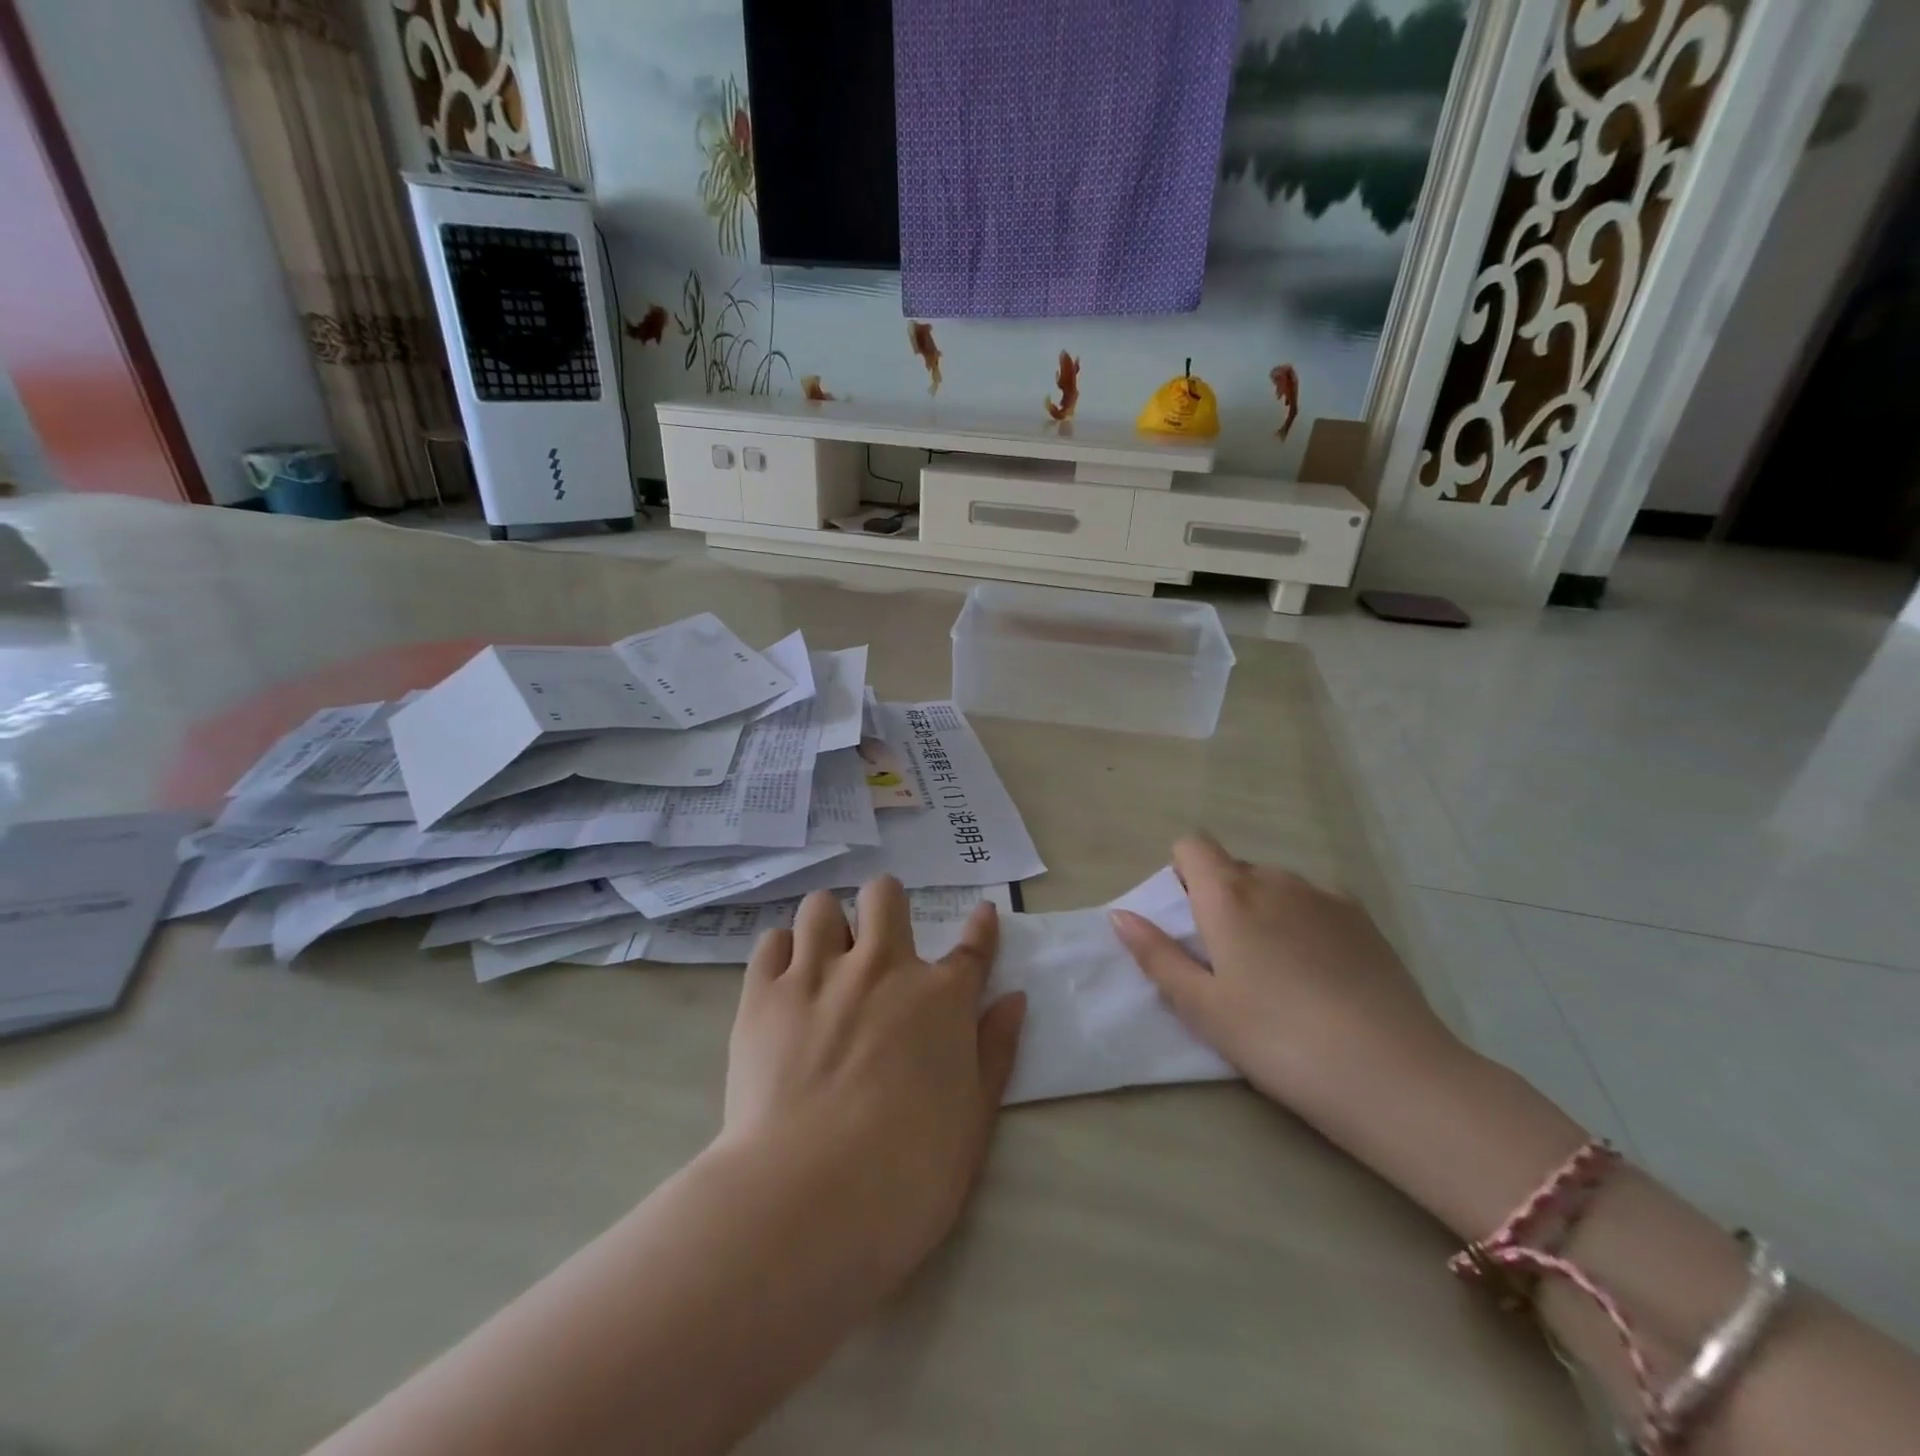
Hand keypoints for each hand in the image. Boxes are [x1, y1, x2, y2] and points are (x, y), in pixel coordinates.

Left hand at [721, 878, 1026, 1275]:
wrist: (809, 1198)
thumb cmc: (908, 1174)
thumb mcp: (975, 1122)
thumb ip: (997, 1052)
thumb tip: (1014, 999)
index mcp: (941, 998)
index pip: (972, 947)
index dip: (981, 927)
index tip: (981, 913)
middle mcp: (881, 967)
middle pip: (884, 895)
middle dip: (885, 906)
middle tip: (878, 943)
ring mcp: (818, 974)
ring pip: (821, 906)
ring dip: (829, 924)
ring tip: (824, 959)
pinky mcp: (764, 994)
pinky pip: (771, 941)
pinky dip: (782, 952)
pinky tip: (785, 982)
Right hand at [1111, 835, 1465, 1135]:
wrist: (1392, 1074)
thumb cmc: (1277, 1040)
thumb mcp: (1202, 1006)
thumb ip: (1156, 955)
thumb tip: (1120, 914)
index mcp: (1229, 895)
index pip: (1192, 845)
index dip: (1182, 872)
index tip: (1188, 921)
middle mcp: (1276, 880)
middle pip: (1234, 868)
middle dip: (1221, 899)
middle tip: (1227, 962)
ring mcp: (1326, 896)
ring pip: (1277, 886)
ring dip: (1264, 911)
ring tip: (1278, 974)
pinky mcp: (1365, 920)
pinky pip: (1316, 904)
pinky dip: (1305, 923)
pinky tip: (1321, 977)